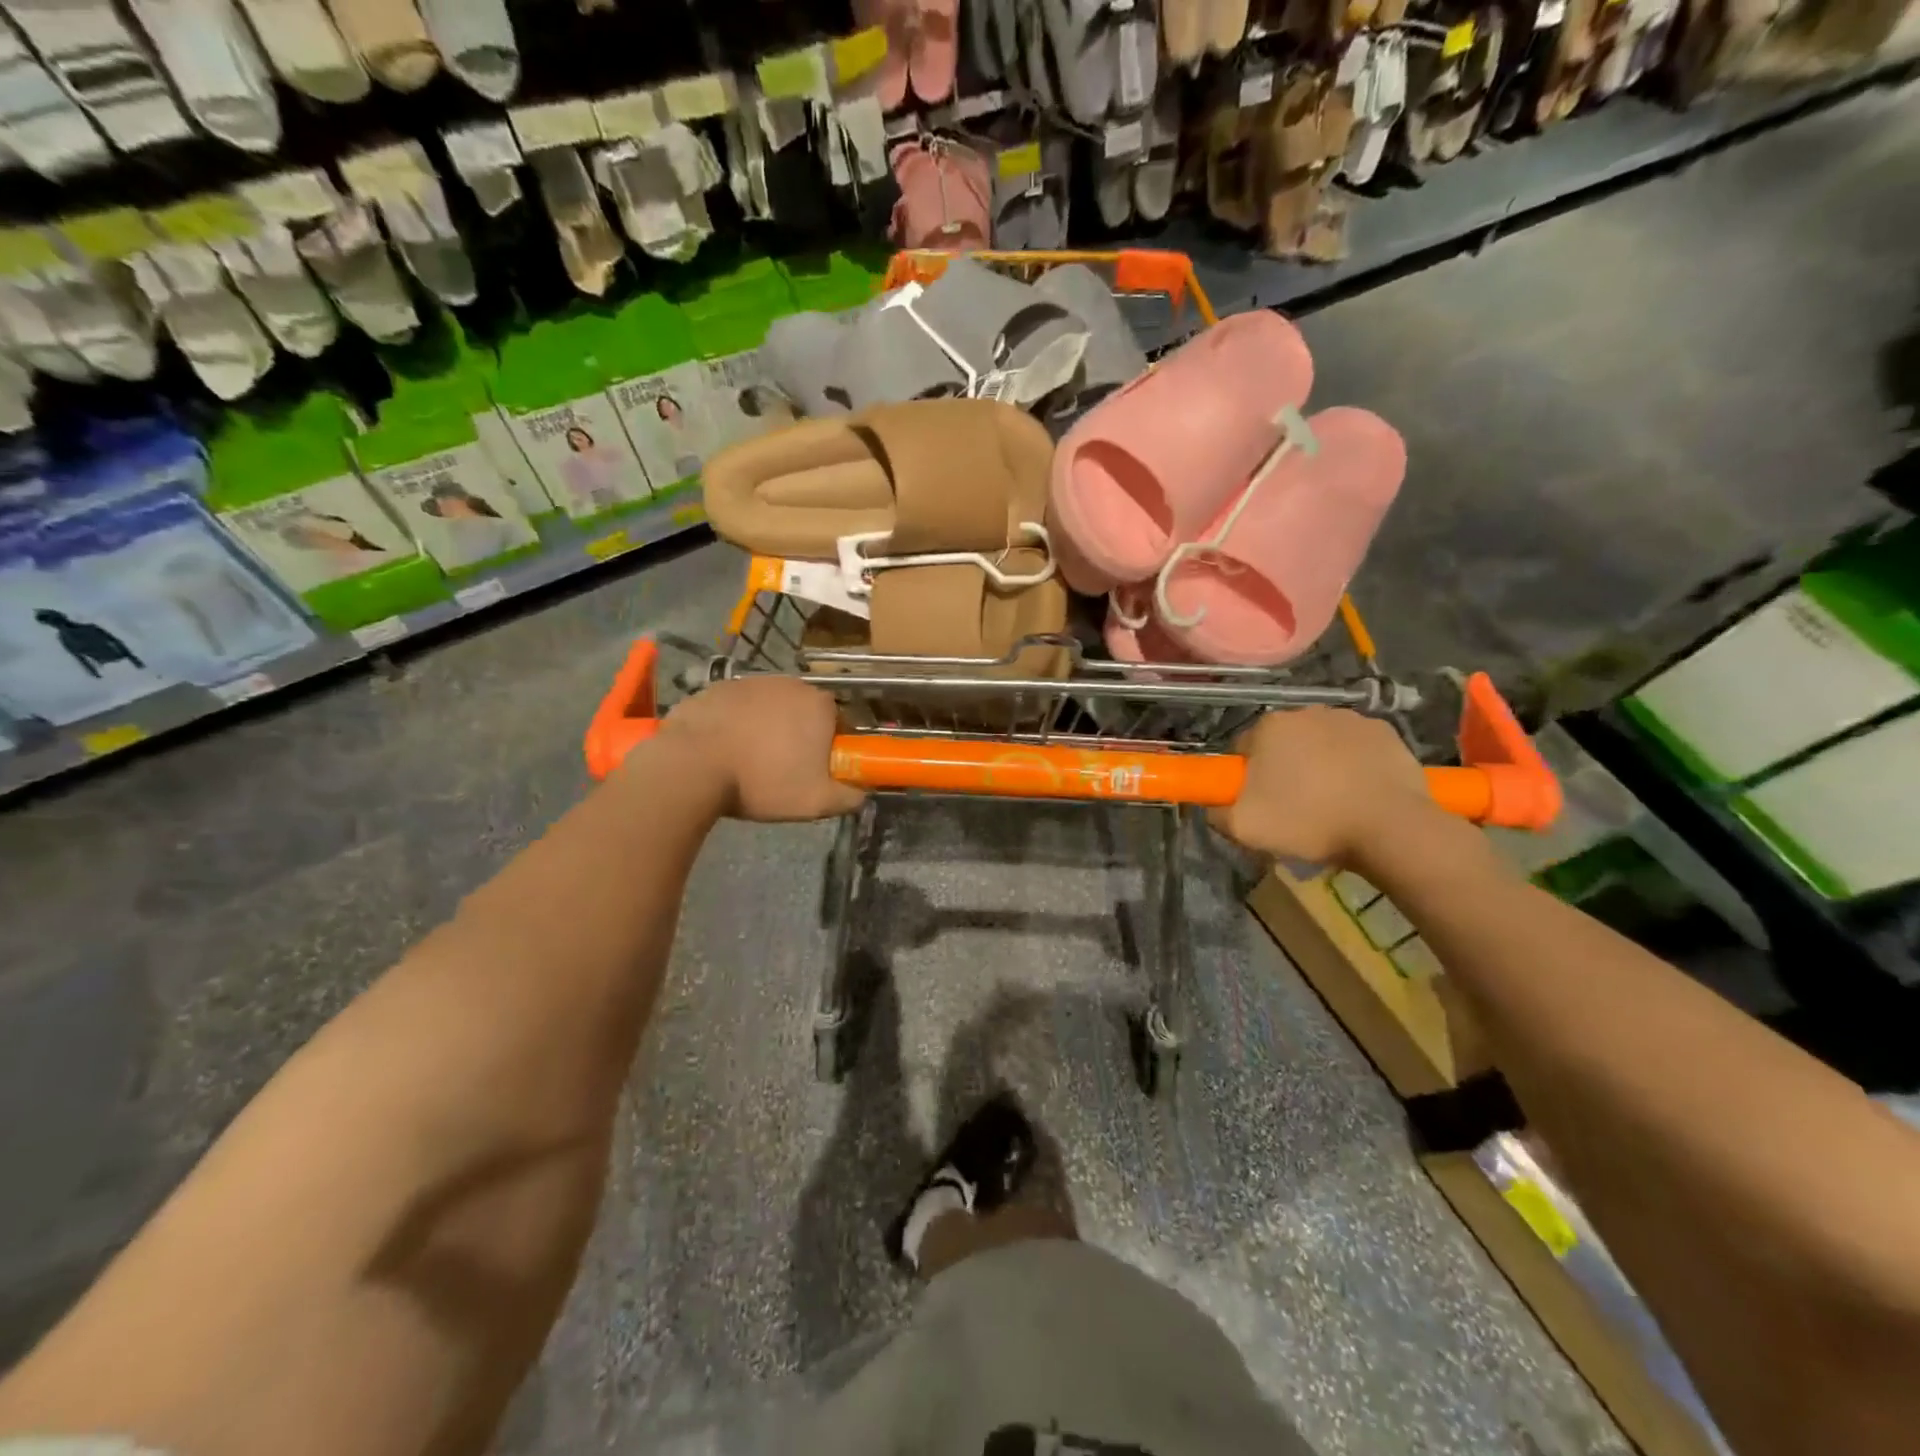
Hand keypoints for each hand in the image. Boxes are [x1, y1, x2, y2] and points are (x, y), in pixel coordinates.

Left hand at [652, 677, 865, 821]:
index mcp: (819, 705)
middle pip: (802, 711)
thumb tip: (862, 794)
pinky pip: (735, 708)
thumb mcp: (816, 802)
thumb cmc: (763, 781)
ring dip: (764, 728)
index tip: (814, 769)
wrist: (692, 766)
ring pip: (767, 708)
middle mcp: (789, 684)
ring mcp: (749, 682)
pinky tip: (722, 750)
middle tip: (781, 768)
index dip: (828, 746)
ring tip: (748, 761)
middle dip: (796, 734)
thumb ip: (849, 797)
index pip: (837, 722)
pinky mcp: (715, 688)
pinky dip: (733, 724)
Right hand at [1210, 707, 1436, 865]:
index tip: (1260, 802)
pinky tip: (1361, 792)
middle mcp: (1307, 711)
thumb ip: (1216, 812)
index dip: (1249, 776)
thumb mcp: (1244, 828)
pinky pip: (1357, 746)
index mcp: (1269, 727)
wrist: (1389, 828)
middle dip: (1285, 765)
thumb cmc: (1309, 822)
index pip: (1245, 748)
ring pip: (1322, 742)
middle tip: (1295, 804)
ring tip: (1331, 800)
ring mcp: (1350, 718)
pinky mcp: (1386, 731)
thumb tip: (1213, 806)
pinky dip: (1355, 763)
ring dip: (1320, 762)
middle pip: (1284, 741)